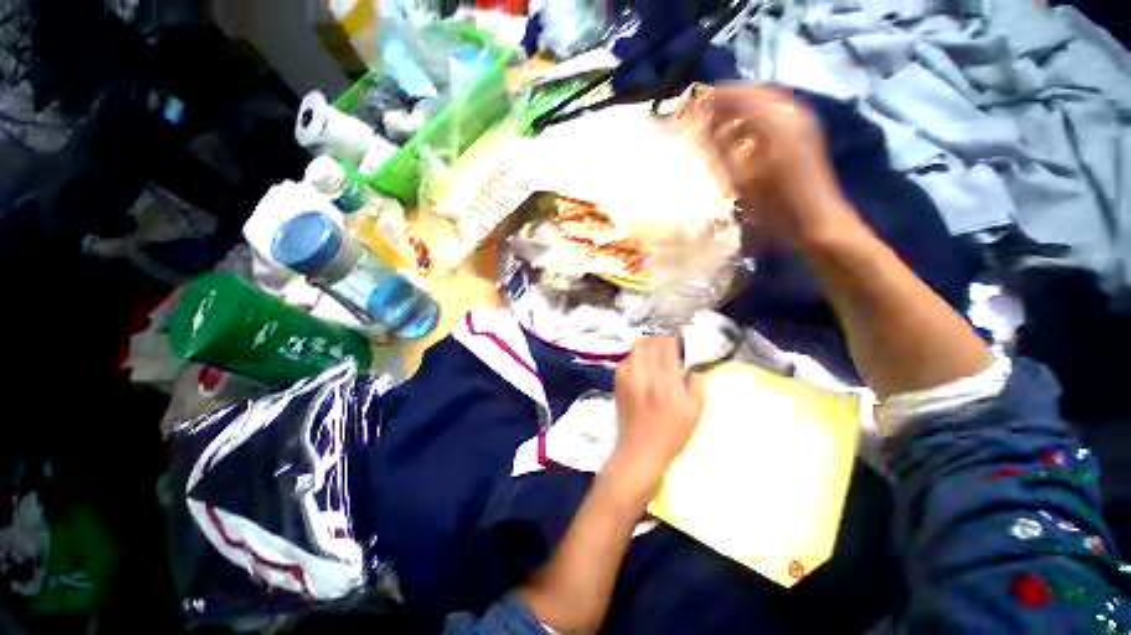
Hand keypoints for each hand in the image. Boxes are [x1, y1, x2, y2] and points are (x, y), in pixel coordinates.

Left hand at [609, 338, 704, 500]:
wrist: (639, 452)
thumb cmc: (671, 436)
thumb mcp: (694, 414)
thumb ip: (697, 387)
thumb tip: (694, 369)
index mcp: (666, 381)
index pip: (667, 348)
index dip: (672, 337)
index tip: (678, 335)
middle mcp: (645, 375)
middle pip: (650, 343)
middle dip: (659, 337)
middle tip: (666, 340)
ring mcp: (629, 379)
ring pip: (635, 349)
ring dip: (646, 343)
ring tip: (653, 346)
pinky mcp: (618, 384)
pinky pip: (625, 361)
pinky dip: (633, 357)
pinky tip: (639, 362)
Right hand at [691, 84, 859, 244]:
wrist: (817, 222)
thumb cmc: (775, 206)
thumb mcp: (741, 180)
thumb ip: (719, 149)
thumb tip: (699, 126)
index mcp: (776, 122)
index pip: (740, 97)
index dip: (714, 97)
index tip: (690, 100)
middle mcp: (792, 113)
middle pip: (755, 93)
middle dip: (727, 98)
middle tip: (703, 108)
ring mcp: (802, 122)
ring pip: (766, 101)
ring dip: (740, 106)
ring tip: (716, 121)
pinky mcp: (805, 133)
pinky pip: (775, 112)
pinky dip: (753, 116)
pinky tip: (740, 133)